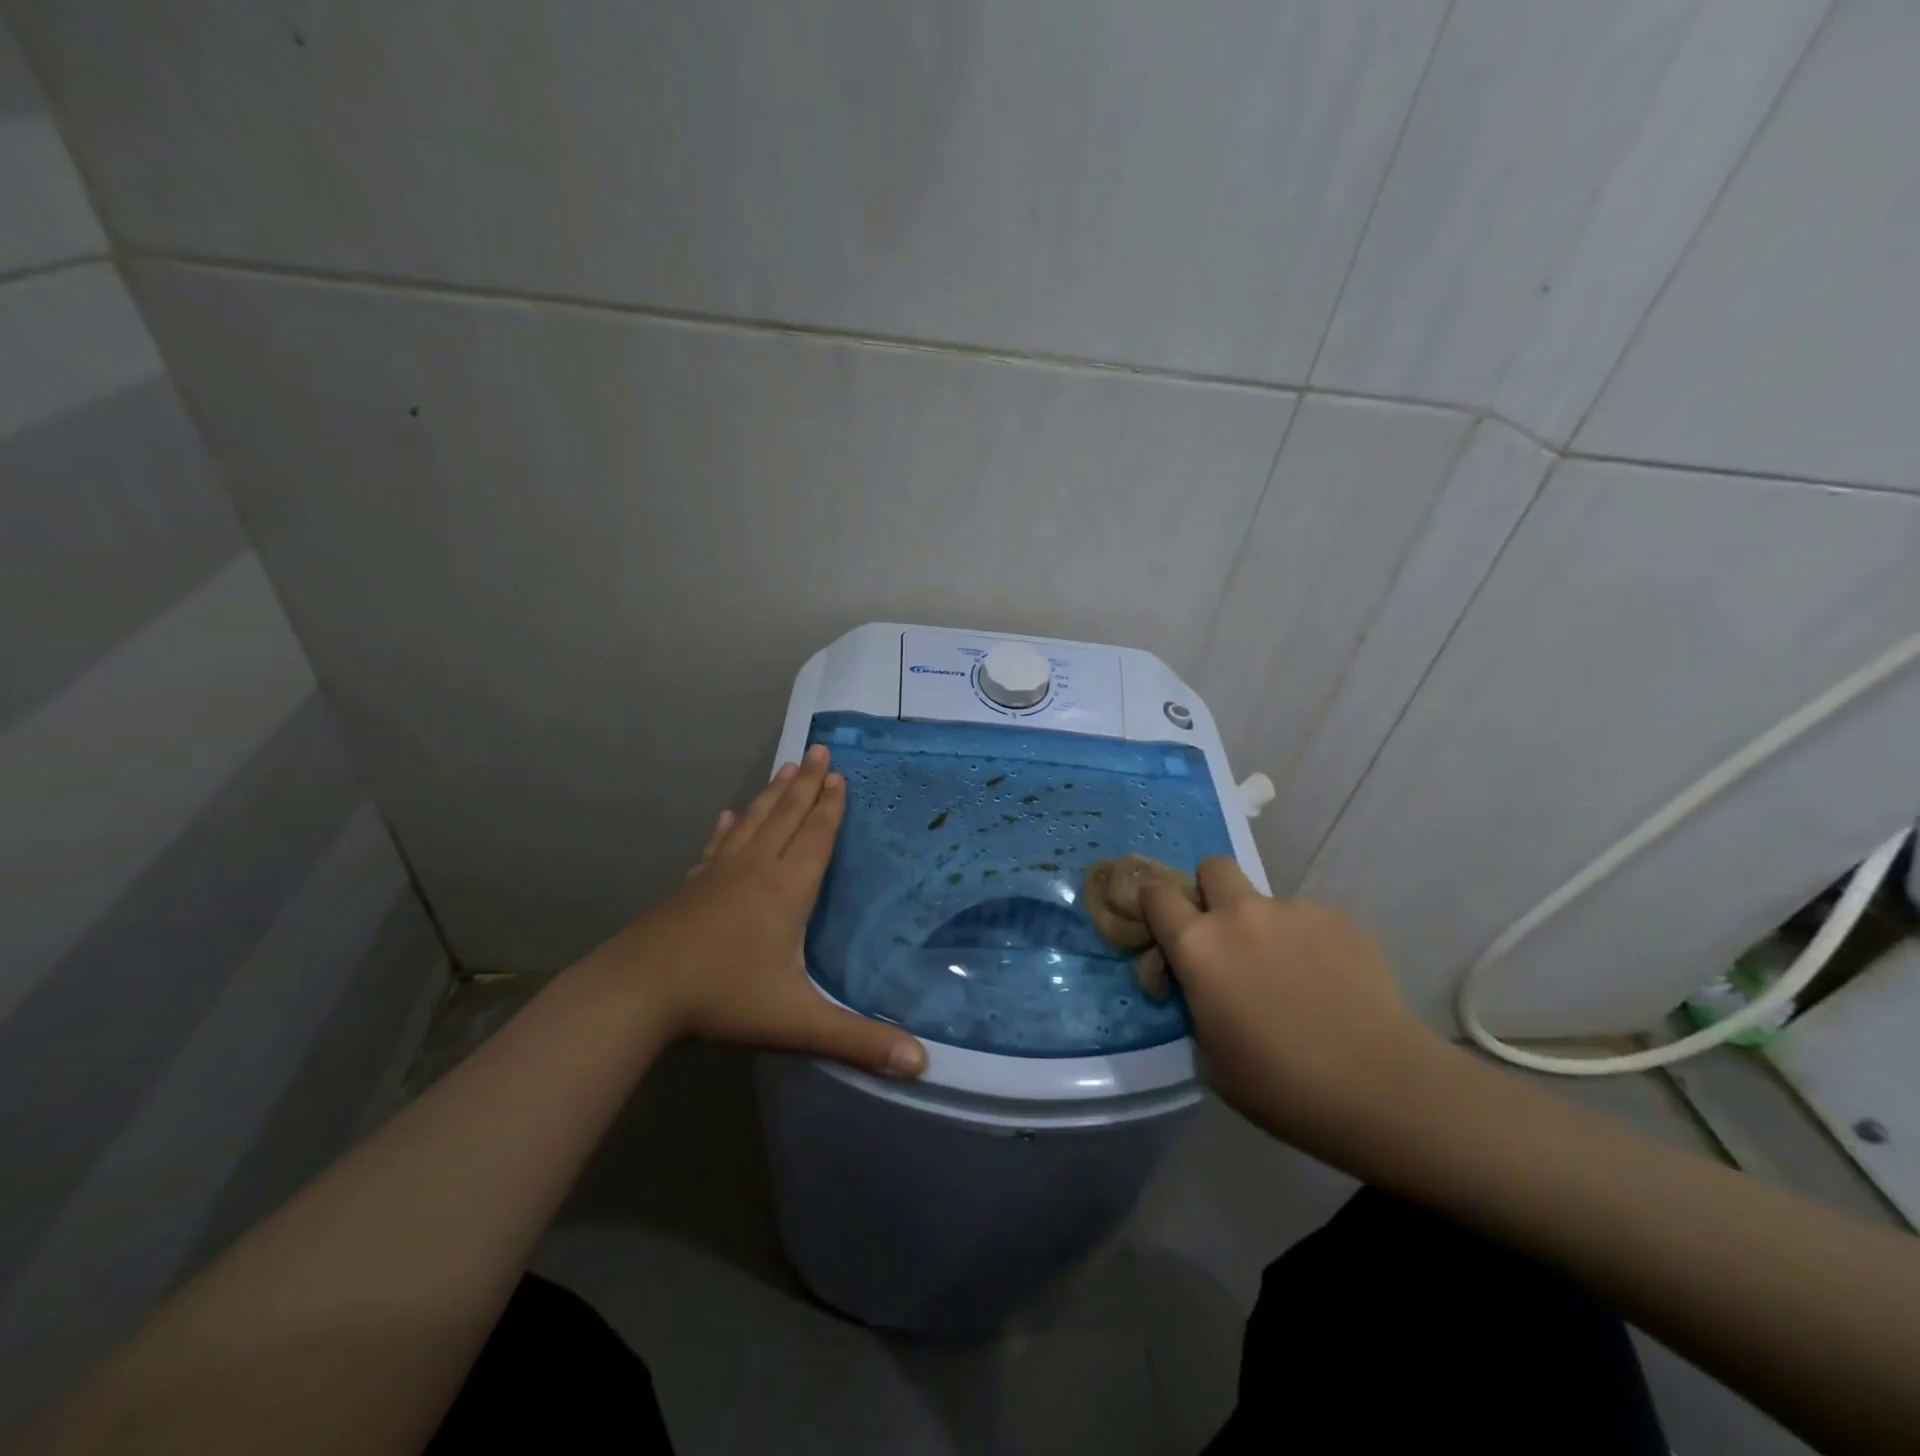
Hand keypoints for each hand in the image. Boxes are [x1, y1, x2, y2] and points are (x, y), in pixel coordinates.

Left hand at [584, 744, 926, 1077]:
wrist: (637, 993)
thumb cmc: (722, 999)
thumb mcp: (797, 1023)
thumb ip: (859, 1041)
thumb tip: (922, 1064)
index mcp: (786, 890)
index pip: (816, 837)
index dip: (830, 807)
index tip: (839, 774)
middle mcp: (756, 870)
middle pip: (787, 816)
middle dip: (806, 784)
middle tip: (818, 749)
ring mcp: (718, 873)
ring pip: (754, 822)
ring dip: (773, 794)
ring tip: (786, 767)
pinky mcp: (690, 886)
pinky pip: (718, 845)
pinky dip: (729, 827)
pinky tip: (729, 815)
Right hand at [1140, 858, 1439, 1148]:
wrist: (1381, 1087)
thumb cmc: (1280, 1086)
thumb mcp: (1210, 1058)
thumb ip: (1196, 1008)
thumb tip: (1206, 993)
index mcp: (1198, 946)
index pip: (1156, 894)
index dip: (1154, 906)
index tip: (1165, 931)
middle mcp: (1240, 914)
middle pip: (1212, 867)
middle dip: (1211, 892)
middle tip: (1226, 938)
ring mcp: (1294, 911)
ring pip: (1266, 901)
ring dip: (1265, 927)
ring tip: (1293, 978)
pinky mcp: (1340, 920)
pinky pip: (1310, 921)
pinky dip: (1310, 944)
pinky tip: (1330, 985)